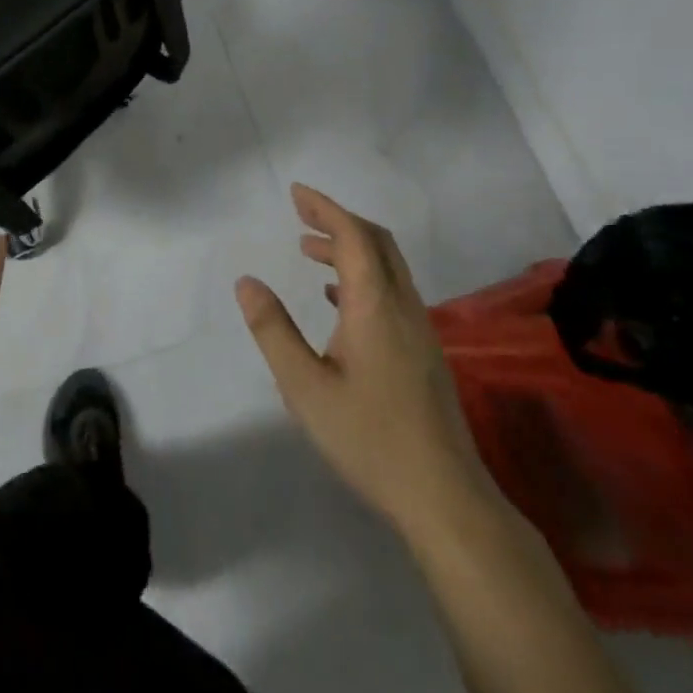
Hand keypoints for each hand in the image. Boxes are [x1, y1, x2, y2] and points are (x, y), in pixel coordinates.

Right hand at [236, 185, 487, 533]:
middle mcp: (403, 307)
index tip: (296, 193)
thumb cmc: (370, 438)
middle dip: (338, 219)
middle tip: (300, 213)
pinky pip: (392, 291)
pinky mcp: (424, 353)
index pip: (354, 237)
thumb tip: (247, 282)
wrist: (446, 499)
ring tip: (309, 250)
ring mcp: (419, 330)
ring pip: (387, 267)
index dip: (325, 208)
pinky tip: (336, 299)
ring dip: (349, 247)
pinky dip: (362, 275)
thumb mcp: (305, 386)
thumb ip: (273, 330)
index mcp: (375, 306)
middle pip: (377, 242)